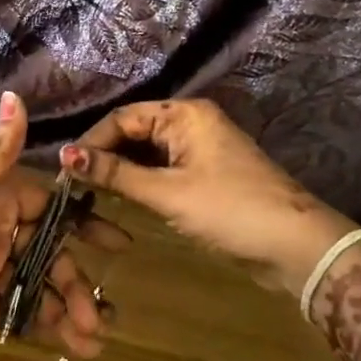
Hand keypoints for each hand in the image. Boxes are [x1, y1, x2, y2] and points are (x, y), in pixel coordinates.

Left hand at [0, 93, 128, 357]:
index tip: (119, 244)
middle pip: (48, 253)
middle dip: (76, 283)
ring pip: (35, 284)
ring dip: (63, 310)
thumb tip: (16, 95)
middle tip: (102, 317)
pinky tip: (63, 343)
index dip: (83, 224)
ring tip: (90, 341)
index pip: (48, 207)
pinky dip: (38, 323)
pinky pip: (14, 309)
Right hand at [59, 100, 348, 279]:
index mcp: (185, 114)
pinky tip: (119, 198)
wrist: (296, 246)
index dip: (91, 142)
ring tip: (88, 192)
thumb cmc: (230, 210)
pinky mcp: (205, 174)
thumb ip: (115, 174)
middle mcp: (191, 123)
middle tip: (72, 185)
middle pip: (134, 131)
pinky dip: (140, 181)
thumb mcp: (167, 193)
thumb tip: (65, 156)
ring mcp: (200, 148)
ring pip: (146, 152)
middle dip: (104, 155)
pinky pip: (161, 168)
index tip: (65, 170)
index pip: (123, 118)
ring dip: (120, 170)